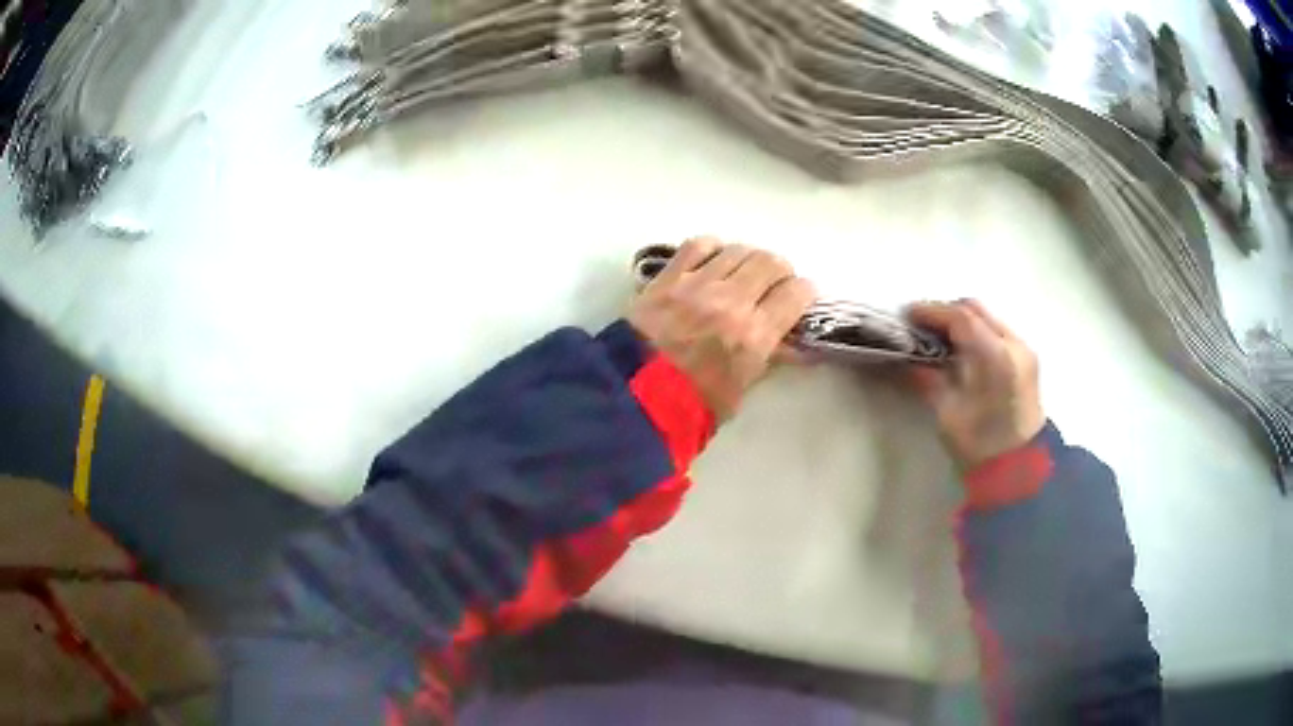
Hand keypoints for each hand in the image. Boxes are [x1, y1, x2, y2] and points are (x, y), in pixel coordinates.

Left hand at [628, 238, 815, 418]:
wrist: (631, 398)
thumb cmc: (691, 406)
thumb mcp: (739, 392)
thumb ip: (765, 361)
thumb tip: (788, 344)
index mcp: (754, 335)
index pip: (795, 294)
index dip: (804, 292)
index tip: (801, 297)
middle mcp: (731, 301)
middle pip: (770, 262)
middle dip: (780, 271)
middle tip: (775, 283)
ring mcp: (697, 284)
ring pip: (738, 250)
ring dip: (749, 258)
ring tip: (744, 272)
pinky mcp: (667, 277)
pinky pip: (698, 245)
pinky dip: (713, 248)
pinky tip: (713, 260)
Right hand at [907, 300, 1043, 469]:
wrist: (1019, 470)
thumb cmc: (980, 446)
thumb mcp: (948, 412)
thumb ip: (929, 378)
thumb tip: (910, 359)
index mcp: (995, 356)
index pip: (960, 318)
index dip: (931, 312)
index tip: (908, 316)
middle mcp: (1014, 344)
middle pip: (976, 310)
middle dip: (947, 313)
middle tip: (922, 326)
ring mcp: (1024, 350)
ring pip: (988, 318)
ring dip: (963, 322)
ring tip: (940, 338)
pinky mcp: (1027, 360)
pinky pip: (998, 332)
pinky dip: (978, 333)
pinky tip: (963, 351)